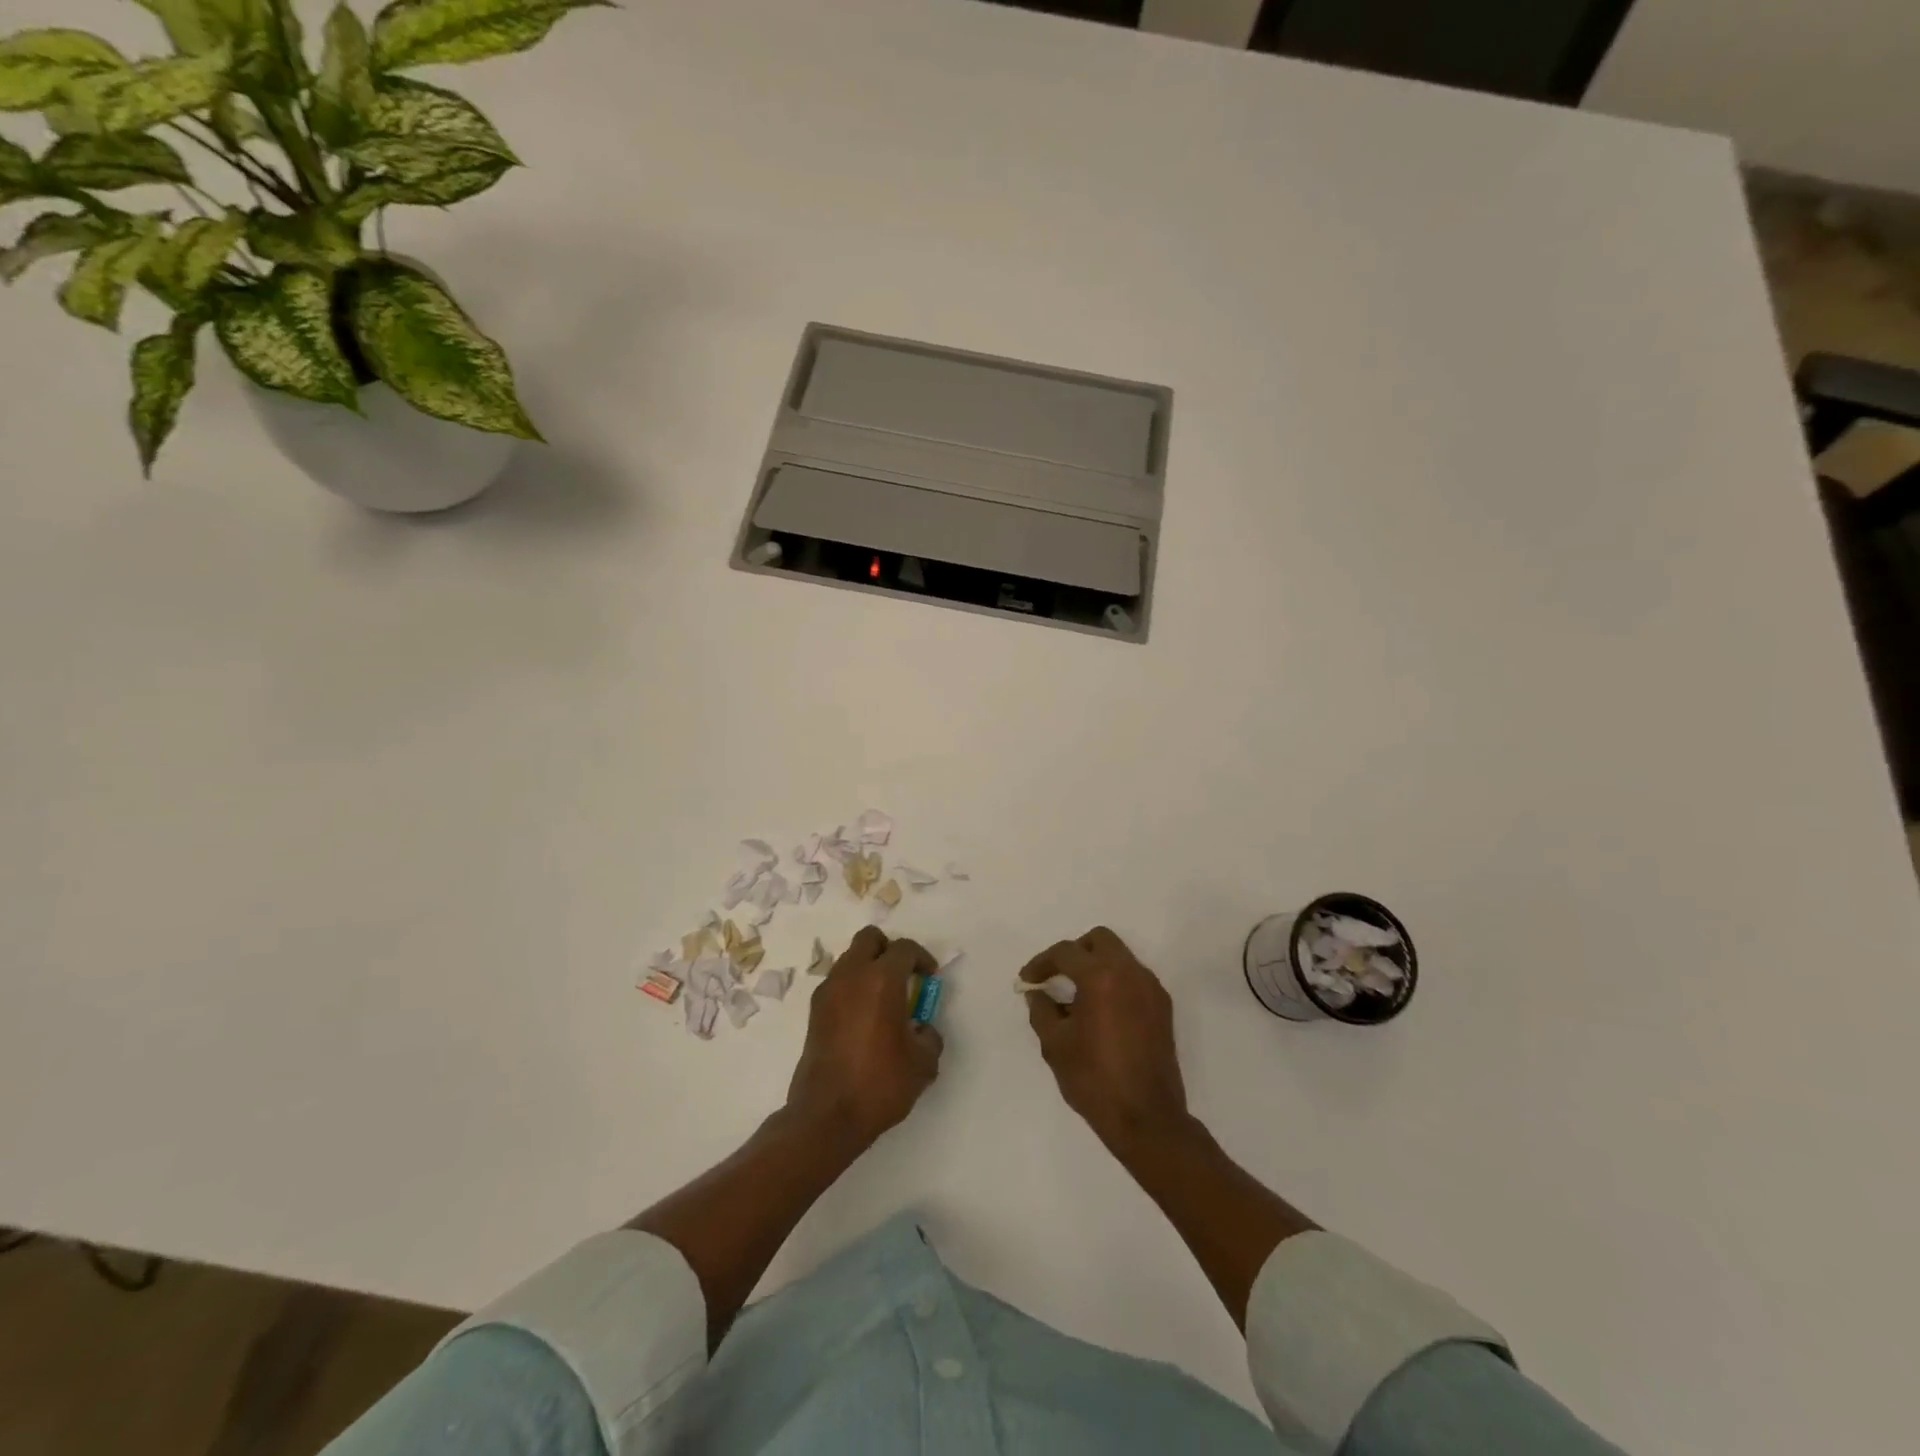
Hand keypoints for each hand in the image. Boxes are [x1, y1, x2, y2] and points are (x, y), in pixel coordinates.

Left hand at [787, 926, 943, 1149]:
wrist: (827, 1116)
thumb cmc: (880, 1084)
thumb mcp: (922, 1064)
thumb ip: (929, 1036)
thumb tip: (921, 1029)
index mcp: (882, 980)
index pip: (904, 949)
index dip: (922, 958)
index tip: (930, 976)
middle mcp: (851, 975)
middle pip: (869, 939)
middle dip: (888, 949)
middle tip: (903, 975)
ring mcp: (828, 991)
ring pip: (850, 958)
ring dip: (868, 967)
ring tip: (883, 999)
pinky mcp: (814, 1012)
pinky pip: (837, 982)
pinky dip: (852, 987)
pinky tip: (863, 1017)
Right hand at [1022, 926, 1190, 1154]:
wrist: (1148, 1119)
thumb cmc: (1095, 1080)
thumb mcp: (1055, 1045)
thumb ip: (1041, 1010)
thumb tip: (1038, 993)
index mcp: (1101, 977)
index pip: (1066, 952)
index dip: (1042, 963)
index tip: (1028, 980)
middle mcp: (1130, 973)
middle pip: (1099, 940)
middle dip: (1074, 953)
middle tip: (1057, 977)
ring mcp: (1151, 989)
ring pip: (1120, 957)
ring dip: (1096, 966)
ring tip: (1077, 998)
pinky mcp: (1163, 1008)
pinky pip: (1134, 978)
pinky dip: (1115, 982)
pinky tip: (1101, 1012)